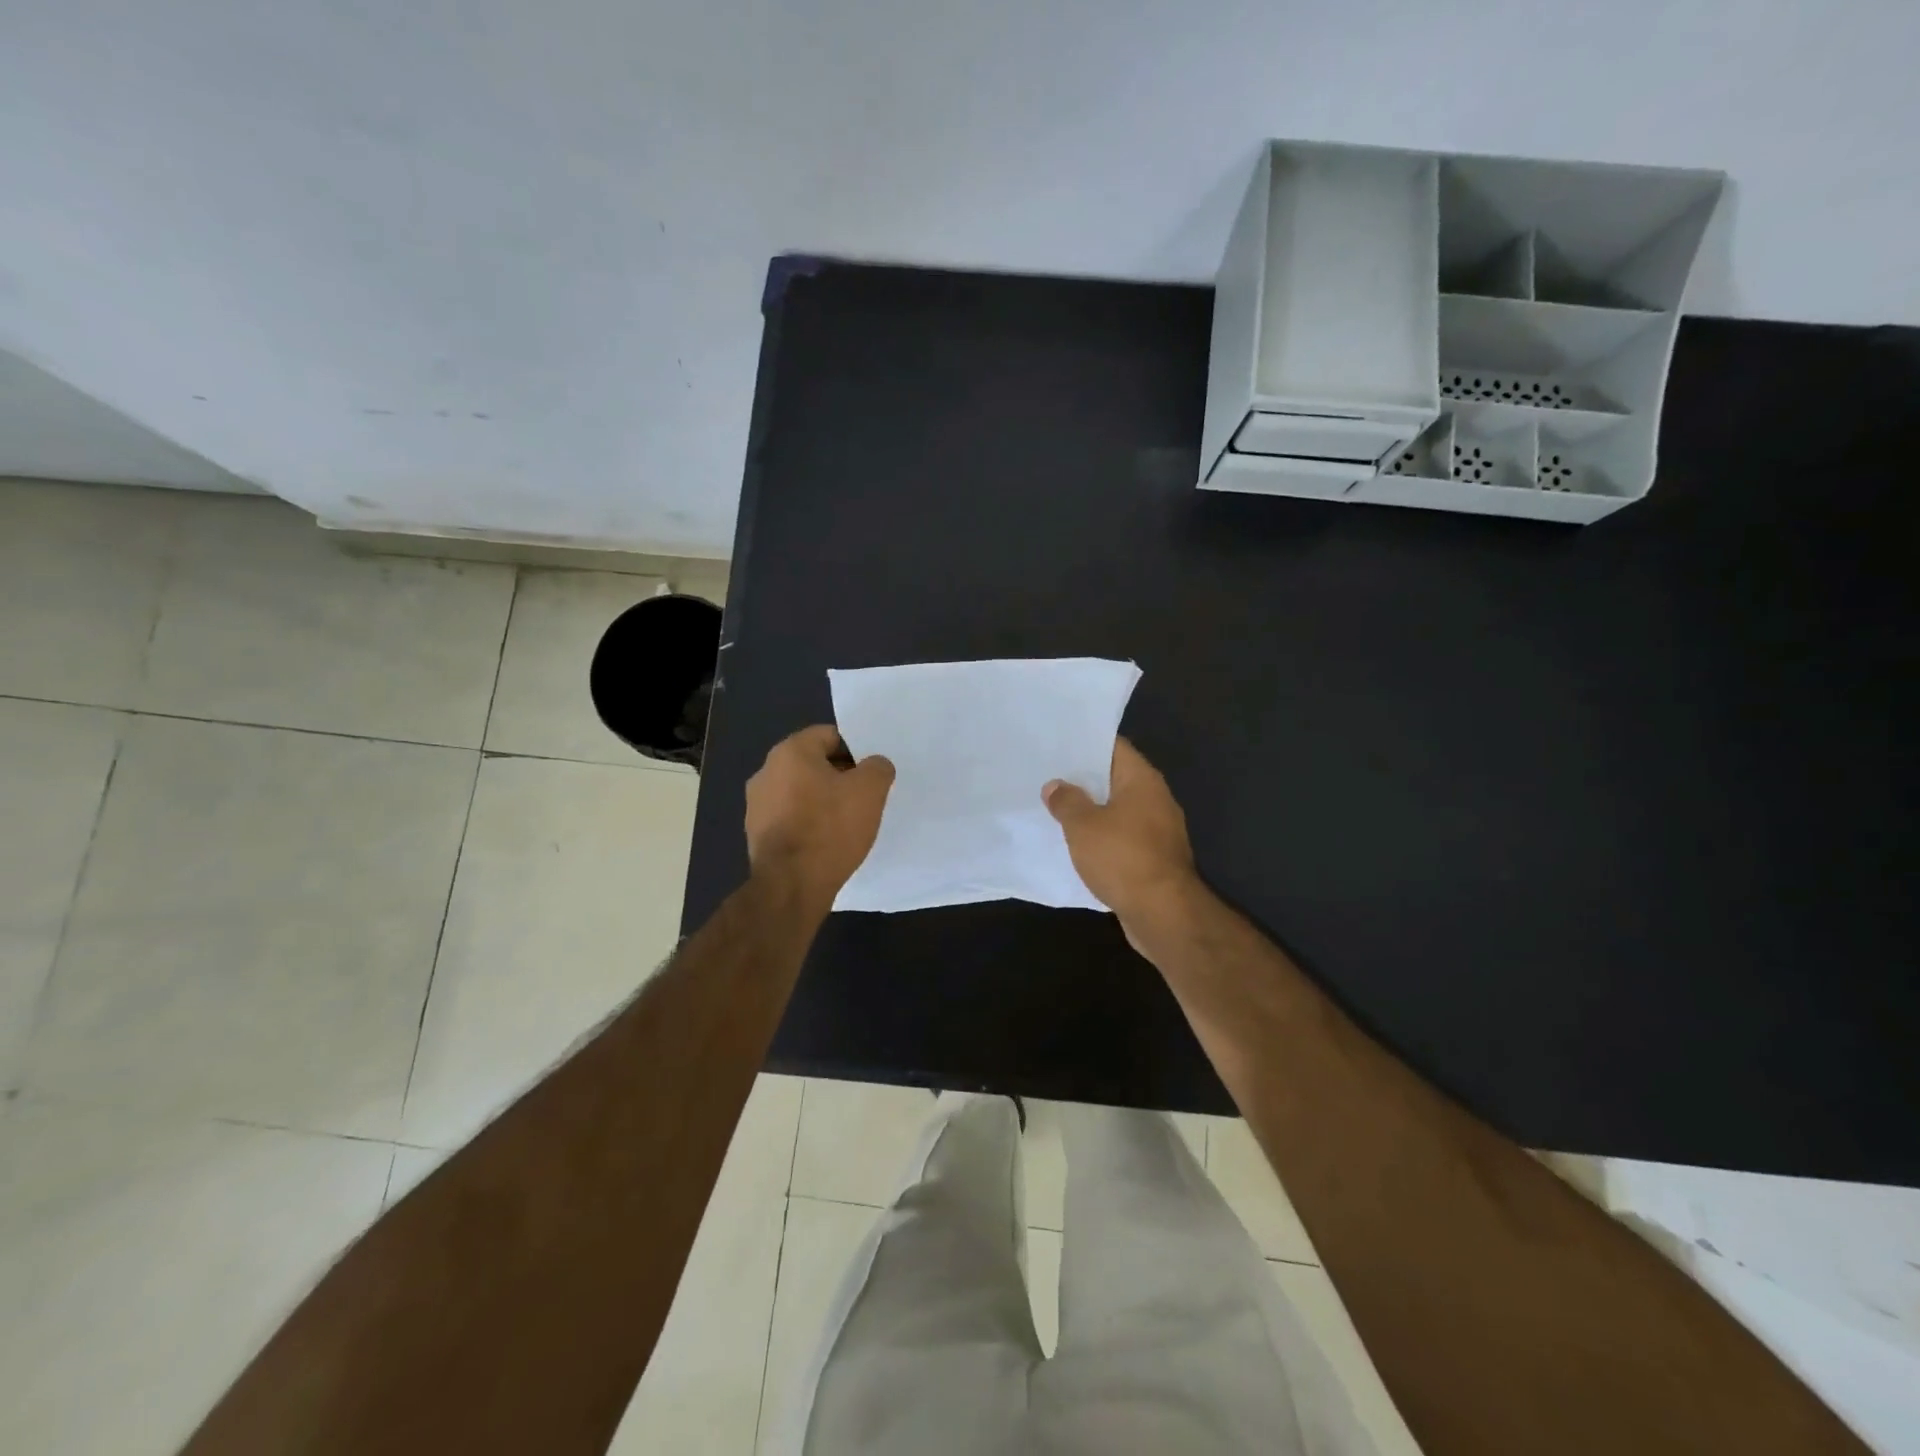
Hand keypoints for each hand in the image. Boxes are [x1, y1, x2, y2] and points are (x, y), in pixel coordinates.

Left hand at [745, 725, 894, 914]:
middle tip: (863, 798)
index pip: (829, 736)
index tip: (870, 775)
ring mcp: (756, 804)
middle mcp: (766, 771)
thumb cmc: (830, 828)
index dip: (856, 751)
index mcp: (790, 752)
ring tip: (846, 824)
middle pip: (813, 764)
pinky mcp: (756, 834)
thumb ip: (877, 767)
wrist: (791, 885)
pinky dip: (808, 823)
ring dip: (822, 801)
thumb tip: (874, 765)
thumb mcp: (870, 791)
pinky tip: (825, 843)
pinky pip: (790, 818)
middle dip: (839, 777)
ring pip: (800, 792)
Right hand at [1044, 737, 1201, 930]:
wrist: (1163, 913)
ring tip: (1058, 809)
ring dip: (1092, 811)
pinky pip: (1123, 837)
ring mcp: (1159, 830)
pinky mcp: (1155, 858)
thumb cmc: (1122, 858)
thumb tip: (1056, 785)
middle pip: (1115, 778)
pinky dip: (1103, 837)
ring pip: (1118, 810)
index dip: (1086, 744)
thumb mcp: (1083, 826)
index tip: (1058, 744)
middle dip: (1084, 779)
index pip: (1114, 747)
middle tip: (1049, 776)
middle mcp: (1155, 799)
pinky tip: (1079, 844)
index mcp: (1142, 780)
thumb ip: (1066, 801)